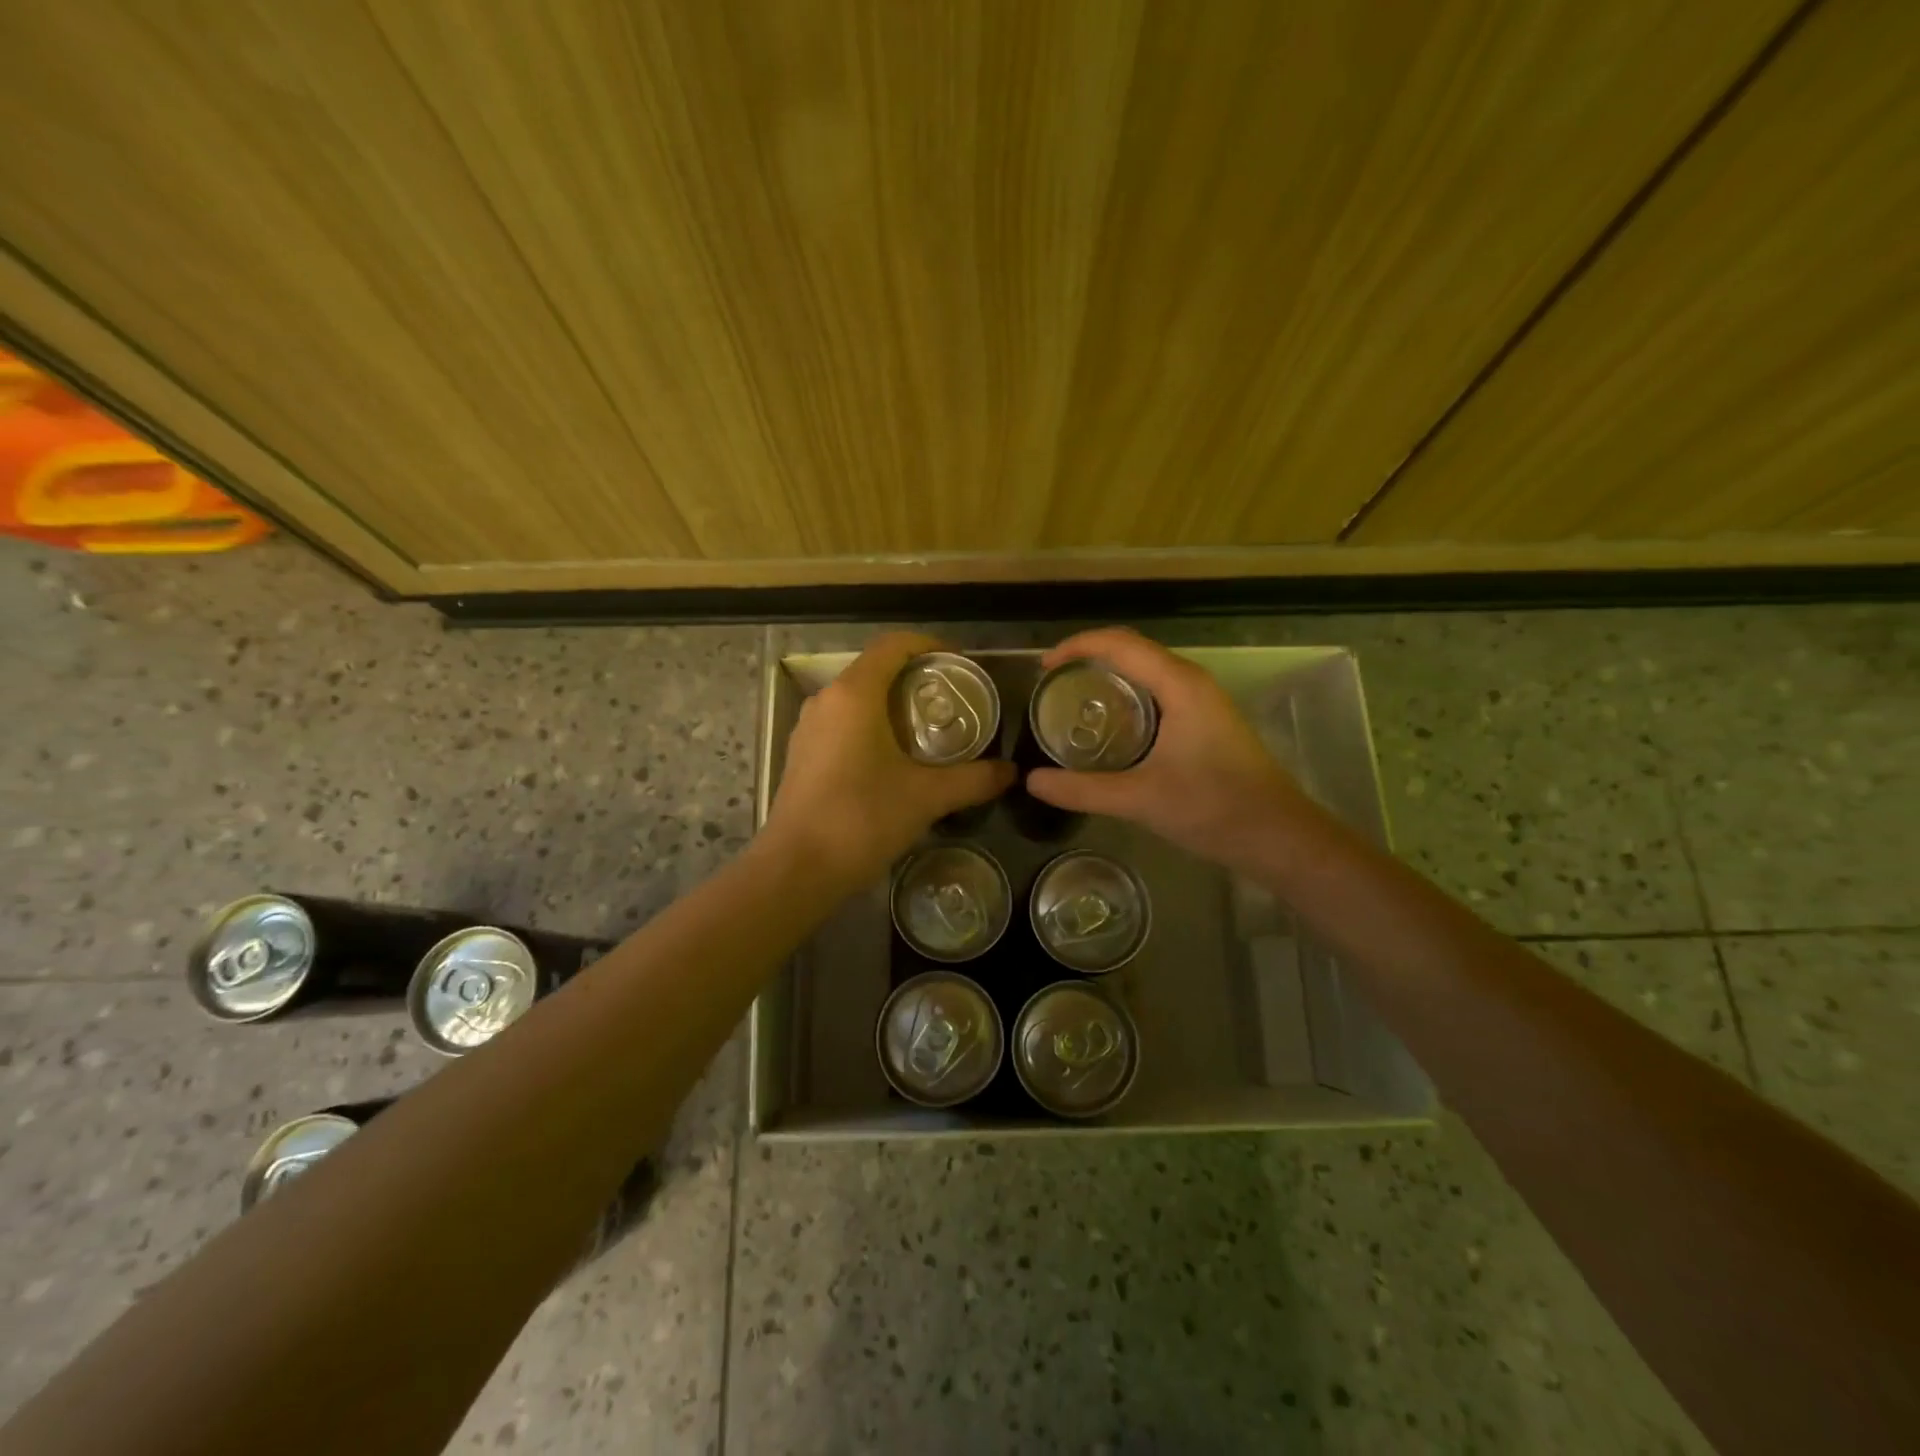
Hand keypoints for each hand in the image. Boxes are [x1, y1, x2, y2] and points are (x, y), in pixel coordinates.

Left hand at [762, 632, 1014, 891]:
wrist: (797, 869)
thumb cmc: (862, 819)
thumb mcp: (927, 797)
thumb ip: (974, 779)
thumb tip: (1010, 772)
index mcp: (855, 694)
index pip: (894, 644)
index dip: (932, 646)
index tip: (962, 665)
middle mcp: (827, 700)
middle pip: (877, 669)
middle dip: (917, 678)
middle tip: (954, 702)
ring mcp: (809, 727)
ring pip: (858, 698)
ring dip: (894, 704)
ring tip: (930, 731)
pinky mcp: (802, 753)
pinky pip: (843, 723)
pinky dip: (873, 726)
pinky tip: (895, 760)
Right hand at [1026, 627, 1308, 868]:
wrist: (1279, 837)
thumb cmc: (1214, 809)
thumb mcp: (1141, 799)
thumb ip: (1083, 789)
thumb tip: (1031, 781)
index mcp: (1180, 685)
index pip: (1121, 644)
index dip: (1078, 646)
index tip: (1043, 668)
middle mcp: (1192, 682)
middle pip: (1134, 649)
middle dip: (1090, 656)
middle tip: (1052, 683)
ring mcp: (1203, 701)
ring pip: (1148, 670)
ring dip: (1110, 674)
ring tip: (1072, 698)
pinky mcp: (1206, 721)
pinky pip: (1159, 691)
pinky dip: (1128, 695)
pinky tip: (1110, 725)